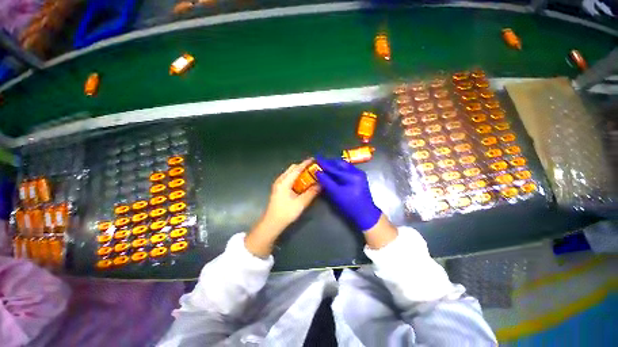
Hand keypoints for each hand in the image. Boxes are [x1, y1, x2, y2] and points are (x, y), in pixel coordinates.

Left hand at [245, 159, 320, 257]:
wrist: (272, 223)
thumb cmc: (286, 212)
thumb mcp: (301, 203)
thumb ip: (311, 192)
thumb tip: (321, 184)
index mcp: (285, 182)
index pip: (297, 169)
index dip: (306, 163)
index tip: (314, 159)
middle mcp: (280, 180)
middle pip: (292, 168)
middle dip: (303, 166)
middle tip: (313, 168)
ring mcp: (278, 184)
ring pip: (290, 173)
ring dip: (299, 171)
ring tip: (309, 174)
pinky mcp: (278, 189)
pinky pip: (288, 178)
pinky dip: (296, 177)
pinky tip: (301, 182)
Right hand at [314, 156, 381, 231]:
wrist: (366, 214)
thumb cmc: (350, 205)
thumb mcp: (336, 194)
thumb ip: (326, 182)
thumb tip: (318, 172)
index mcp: (351, 175)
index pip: (334, 167)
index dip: (324, 163)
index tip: (316, 158)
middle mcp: (356, 171)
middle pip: (340, 163)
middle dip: (330, 162)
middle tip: (320, 162)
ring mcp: (359, 174)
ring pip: (344, 166)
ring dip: (334, 165)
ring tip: (325, 166)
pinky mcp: (360, 177)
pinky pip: (347, 170)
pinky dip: (339, 169)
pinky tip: (334, 172)